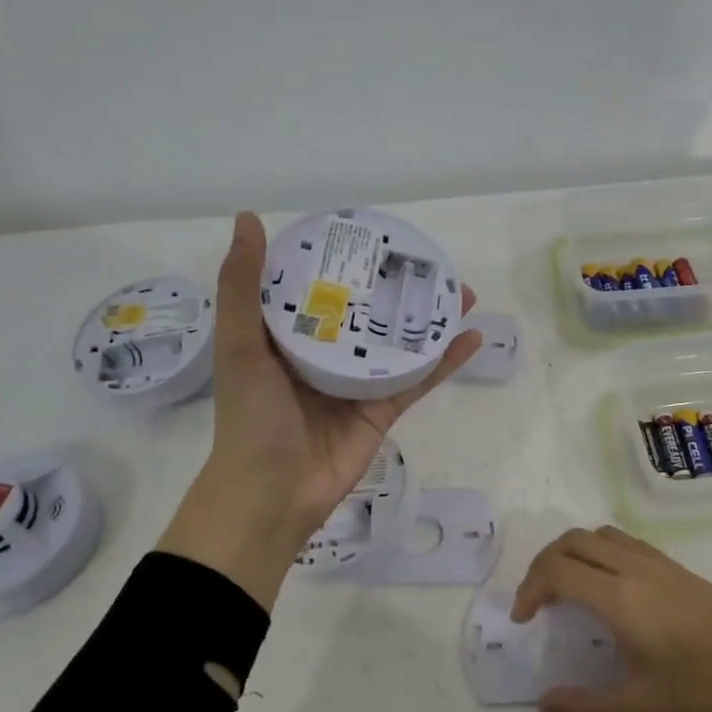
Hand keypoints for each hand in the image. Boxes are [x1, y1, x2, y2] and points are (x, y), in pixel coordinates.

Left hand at [160, 212, 481, 609]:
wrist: (272, 494)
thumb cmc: (251, 417)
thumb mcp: (240, 345)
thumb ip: (243, 287)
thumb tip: (248, 217)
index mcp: (289, 335)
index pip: (320, 287)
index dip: (345, 259)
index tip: (374, 234)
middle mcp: (326, 354)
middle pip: (368, 312)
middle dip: (398, 287)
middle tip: (430, 262)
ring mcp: (358, 383)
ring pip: (400, 342)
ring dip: (430, 319)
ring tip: (460, 292)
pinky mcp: (383, 410)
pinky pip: (418, 380)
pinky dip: (445, 361)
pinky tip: (471, 337)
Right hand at [513, 527, 711, 711]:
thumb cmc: (705, 689)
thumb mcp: (641, 709)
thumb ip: (587, 709)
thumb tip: (546, 704)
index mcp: (619, 598)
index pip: (557, 570)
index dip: (528, 589)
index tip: (523, 620)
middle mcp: (632, 568)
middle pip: (571, 541)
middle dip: (542, 564)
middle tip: (536, 601)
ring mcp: (656, 562)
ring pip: (597, 534)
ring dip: (570, 552)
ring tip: (564, 587)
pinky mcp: (675, 565)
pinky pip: (621, 540)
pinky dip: (596, 550)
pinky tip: (606, 585)